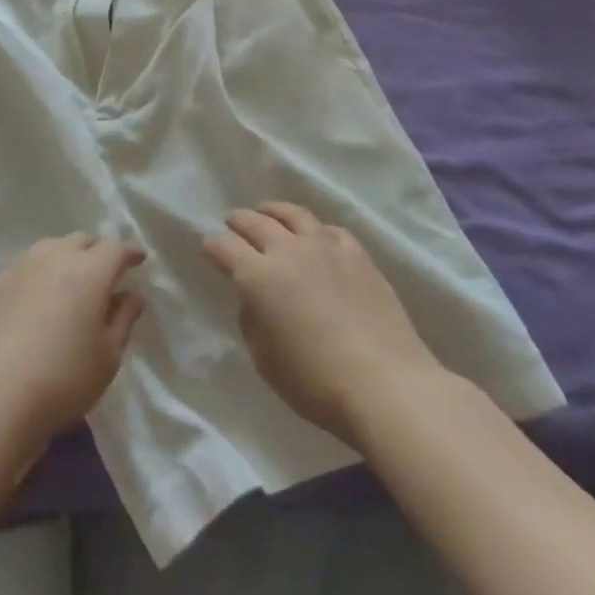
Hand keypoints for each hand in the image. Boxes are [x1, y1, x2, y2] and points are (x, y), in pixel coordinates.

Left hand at [0, 234, 145, 455]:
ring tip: (72, 281)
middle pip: (82, 241)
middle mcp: (55, 257)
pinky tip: (40, 295)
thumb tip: (132, 294)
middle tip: (106, 274)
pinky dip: (41, 271)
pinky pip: (27, 265)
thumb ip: (123, 319)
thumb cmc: (62, 379)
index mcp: (89, 271)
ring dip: (67, 257)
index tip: (139, 259)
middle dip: (98, 251)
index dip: (130, 253)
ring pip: (51, 247)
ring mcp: (21, 267)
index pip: (116, 249)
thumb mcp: (107, 357)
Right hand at [203, 201, 442, 446]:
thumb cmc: (316, 382)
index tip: (208, 248)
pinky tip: (313, 234)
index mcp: (258, 277)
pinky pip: (328, 229)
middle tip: (231, 223)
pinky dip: (313, 228)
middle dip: (238, 221)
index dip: (212, 246)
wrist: (386, 384)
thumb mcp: (265, 360)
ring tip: (266, 212)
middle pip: (255, 222)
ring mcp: (325, 247)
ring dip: (272, 211)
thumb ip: (253, 320)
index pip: (225, 247)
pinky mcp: (357, 254)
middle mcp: (288, 251)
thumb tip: (254, 298)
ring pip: (292, 214)